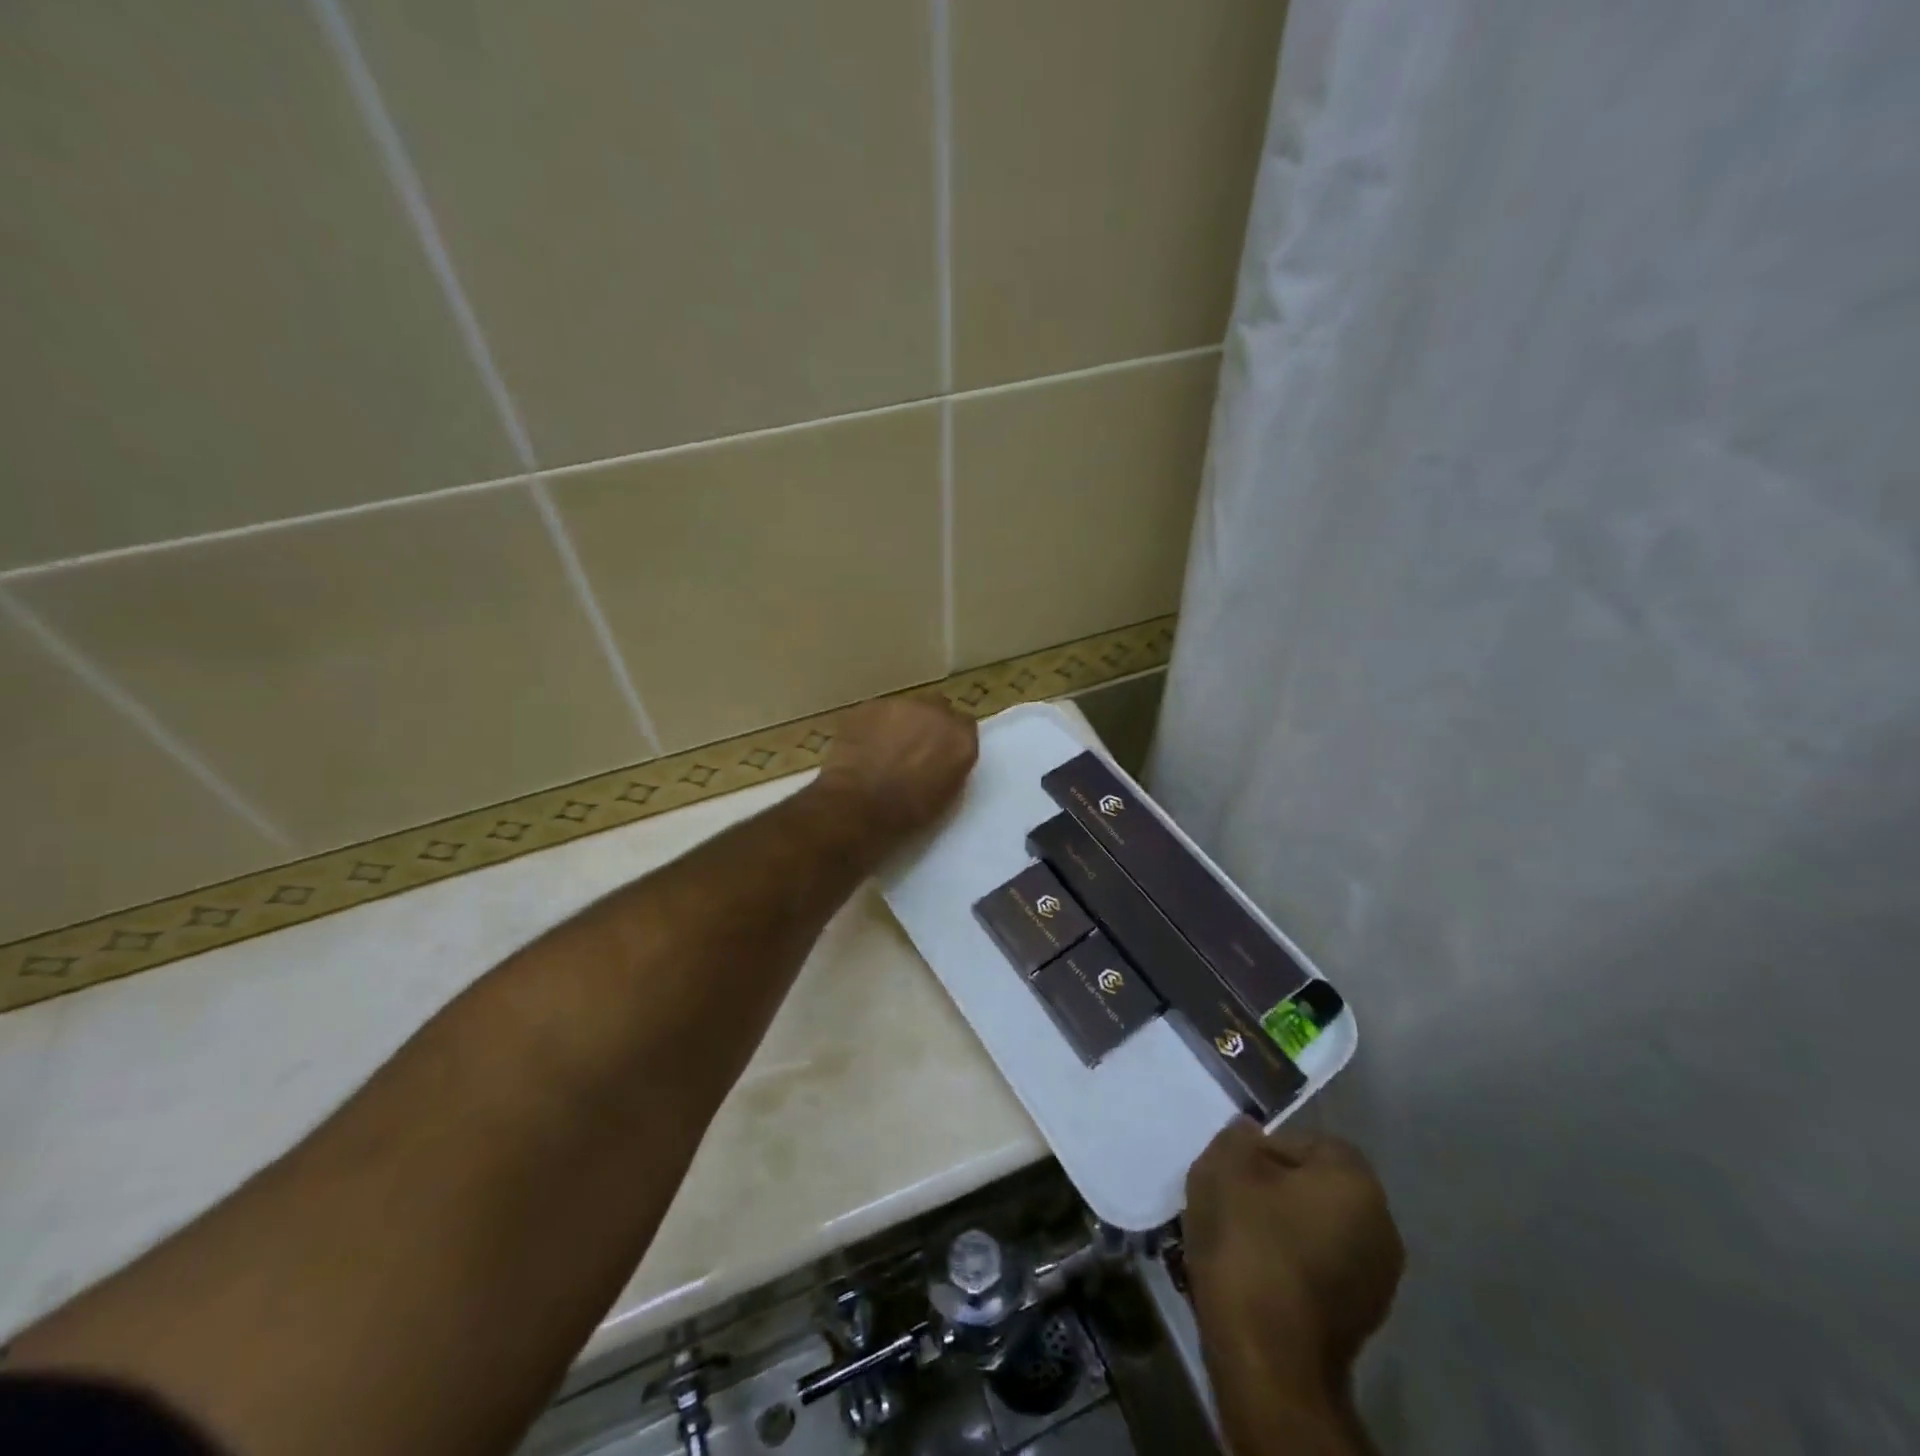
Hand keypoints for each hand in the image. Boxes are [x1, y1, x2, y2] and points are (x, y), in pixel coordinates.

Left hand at [814, 696, 978, 840]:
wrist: (858, 804)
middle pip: (936, 710)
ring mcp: (900, 705)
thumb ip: (950, 767)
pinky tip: (861, 748)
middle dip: (926, 726)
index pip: (964, 727)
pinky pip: (876, 714)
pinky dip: (872, 727)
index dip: (949, 740)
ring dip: (899, 724)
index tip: (939, 755)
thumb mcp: (945, 796)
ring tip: (882, 751)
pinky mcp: (868, 706)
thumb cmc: (906, 812)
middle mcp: (935, 712)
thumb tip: (941, 761)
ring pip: (904, 709)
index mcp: (960, 738)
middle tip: (911, 751)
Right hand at [1185, 1121, 1402, 1396]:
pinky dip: (1288, 1267)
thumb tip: (1252, 1135)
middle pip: (1315, 1189)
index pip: (1310, 1142)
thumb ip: (1239, 1138)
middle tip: (1230, 1201)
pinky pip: (1318, 1271)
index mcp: (1357, 1182)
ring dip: (1279, 1230)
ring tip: (1236, 1241)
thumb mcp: (1224, 1166)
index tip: (1232, 1170)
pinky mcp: (1360, 1323)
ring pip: (1315, 1231)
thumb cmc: (1248, 1243)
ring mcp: (1377, 1281)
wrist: (1267, 1358)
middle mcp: (1382, 1227)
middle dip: (1273, 1190)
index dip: (1265, 1149)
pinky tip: (1254, 1276)